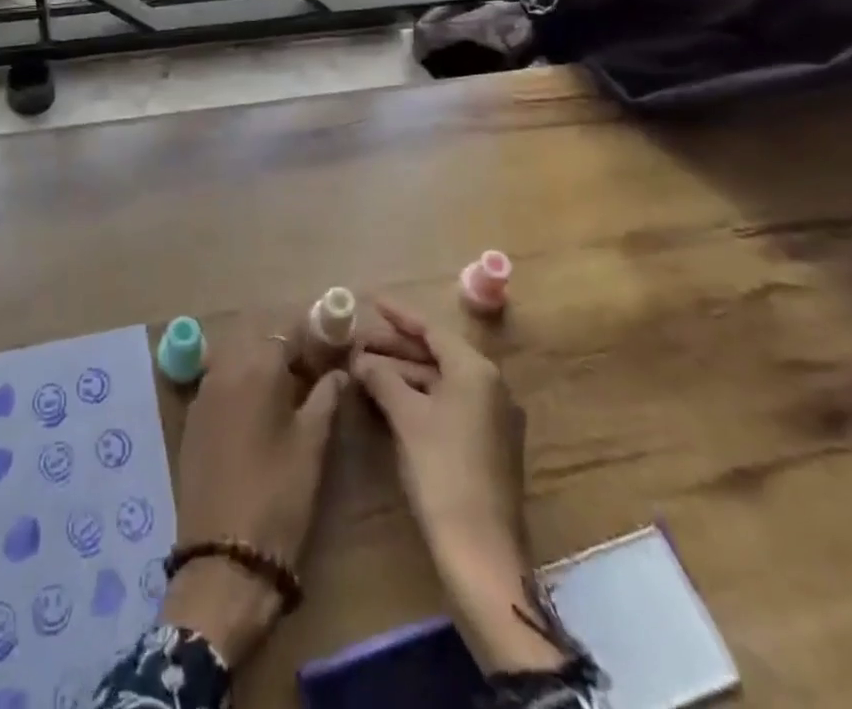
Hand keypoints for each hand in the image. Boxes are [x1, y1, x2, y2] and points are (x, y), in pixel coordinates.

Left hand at [162, 325, 346, 668]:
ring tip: (290, 390)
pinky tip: (259, 410)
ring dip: (262, 362)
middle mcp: (224, 367)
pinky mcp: (193, 417)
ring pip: (236, 356)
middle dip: (286, 345)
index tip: (333, 347)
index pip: (287, 328)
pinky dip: (241, 382)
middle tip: (314, 369)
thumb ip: (326, 397)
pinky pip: (220, 381)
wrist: (224, 555)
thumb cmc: (278, 494)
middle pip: (258, 337)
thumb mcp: (312, 444)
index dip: (313, 333)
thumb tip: (340, 372)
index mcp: (256, 365)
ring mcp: (203, 391)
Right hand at [351, 299, 563, 674]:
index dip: (399, 315)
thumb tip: (360, 360)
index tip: (371, 301)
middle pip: (437, 353)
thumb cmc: (442, 470)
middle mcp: (491, 386)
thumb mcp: (406, 417)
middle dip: (396, 346)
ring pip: (441, 380)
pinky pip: (449, 402)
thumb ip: (382, 378)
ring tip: (365, 369)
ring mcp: (493, 416)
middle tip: (358, 341)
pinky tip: (389, 398)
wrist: (481, 550)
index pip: (432, 329)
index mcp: (476, 371)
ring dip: (404, 372)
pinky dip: (419, 395)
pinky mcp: (488, 443)